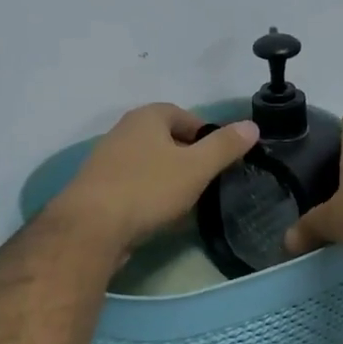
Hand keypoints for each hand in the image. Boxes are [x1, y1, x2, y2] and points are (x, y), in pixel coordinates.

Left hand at [50, 104, 259, 251]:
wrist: (91, 227)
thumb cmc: (148, 189)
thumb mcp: (196, 168)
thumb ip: (224, 147)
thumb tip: (251, 125)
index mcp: (146, 116)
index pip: (185, 116)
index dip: (207, 135)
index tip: (221, 160)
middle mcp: (123, 130)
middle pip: (166, 139)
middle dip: (188, 158)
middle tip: (207, 182)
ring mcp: (106, 159)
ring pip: (149, 163)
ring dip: (168, 178)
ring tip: (186, 202)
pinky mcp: (97, 187)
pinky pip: (132, 184)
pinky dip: (148, 194)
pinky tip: (158, 216)